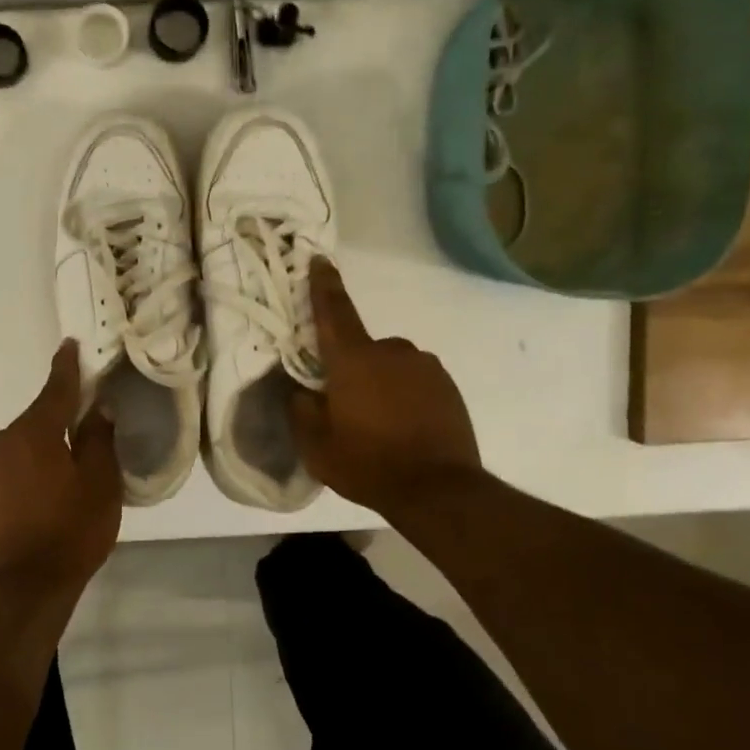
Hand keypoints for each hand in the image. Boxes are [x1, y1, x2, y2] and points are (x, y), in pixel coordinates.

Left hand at [0, 340, 121, 584]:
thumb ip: (98, 438)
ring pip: (13, 452)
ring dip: (31, 460)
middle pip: (34, 426)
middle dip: (54, 433)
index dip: (66, 368)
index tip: (68, 346)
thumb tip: (96, 408)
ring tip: (51, 493)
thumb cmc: (71, 531)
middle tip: (77, 458)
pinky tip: (27, 508)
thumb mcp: (101, 483)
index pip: (55, 390)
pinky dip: (13, 481)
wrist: (23, 588)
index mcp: (33, 432)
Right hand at [289, 259, 482, 514]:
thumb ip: (301, 409)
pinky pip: (415, 382)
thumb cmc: (367, 463)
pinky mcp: (448, 386)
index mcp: (353, 359)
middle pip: (362, 349)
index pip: (334, 311)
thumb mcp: (316, 445)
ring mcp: (425, 367)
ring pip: (391, 366)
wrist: (438, 490)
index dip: (324, 285)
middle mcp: (391, 351)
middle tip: (347, 407)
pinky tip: (405, 429)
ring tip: (380, 425)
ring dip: (381, 384)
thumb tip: (303, 391)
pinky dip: (405, 397)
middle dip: (352, 369)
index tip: (320, 260)